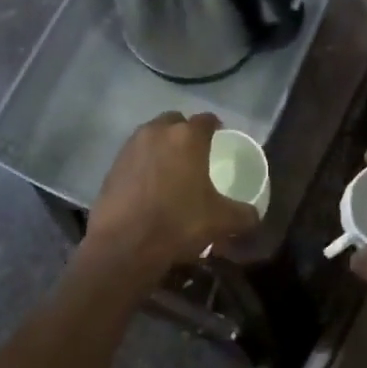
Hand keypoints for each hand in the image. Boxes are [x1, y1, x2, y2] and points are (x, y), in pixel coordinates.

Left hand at [85, 112, 258, 273]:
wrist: (123, 247)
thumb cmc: (178, 223)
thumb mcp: (221, 221)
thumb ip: (244, 214)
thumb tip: (254, 216)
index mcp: (187, 137)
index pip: (206, 119)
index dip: (215, 127)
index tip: (220, 137)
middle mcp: (157, 132)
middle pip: (175, 121)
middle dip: (185, 132)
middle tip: (194, 154)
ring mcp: (131, 147)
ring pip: (151, 136)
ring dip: (162, 146)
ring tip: (170, 170)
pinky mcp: (111, 167)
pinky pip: (134, 156)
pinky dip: (143, 164)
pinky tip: (149, 186)